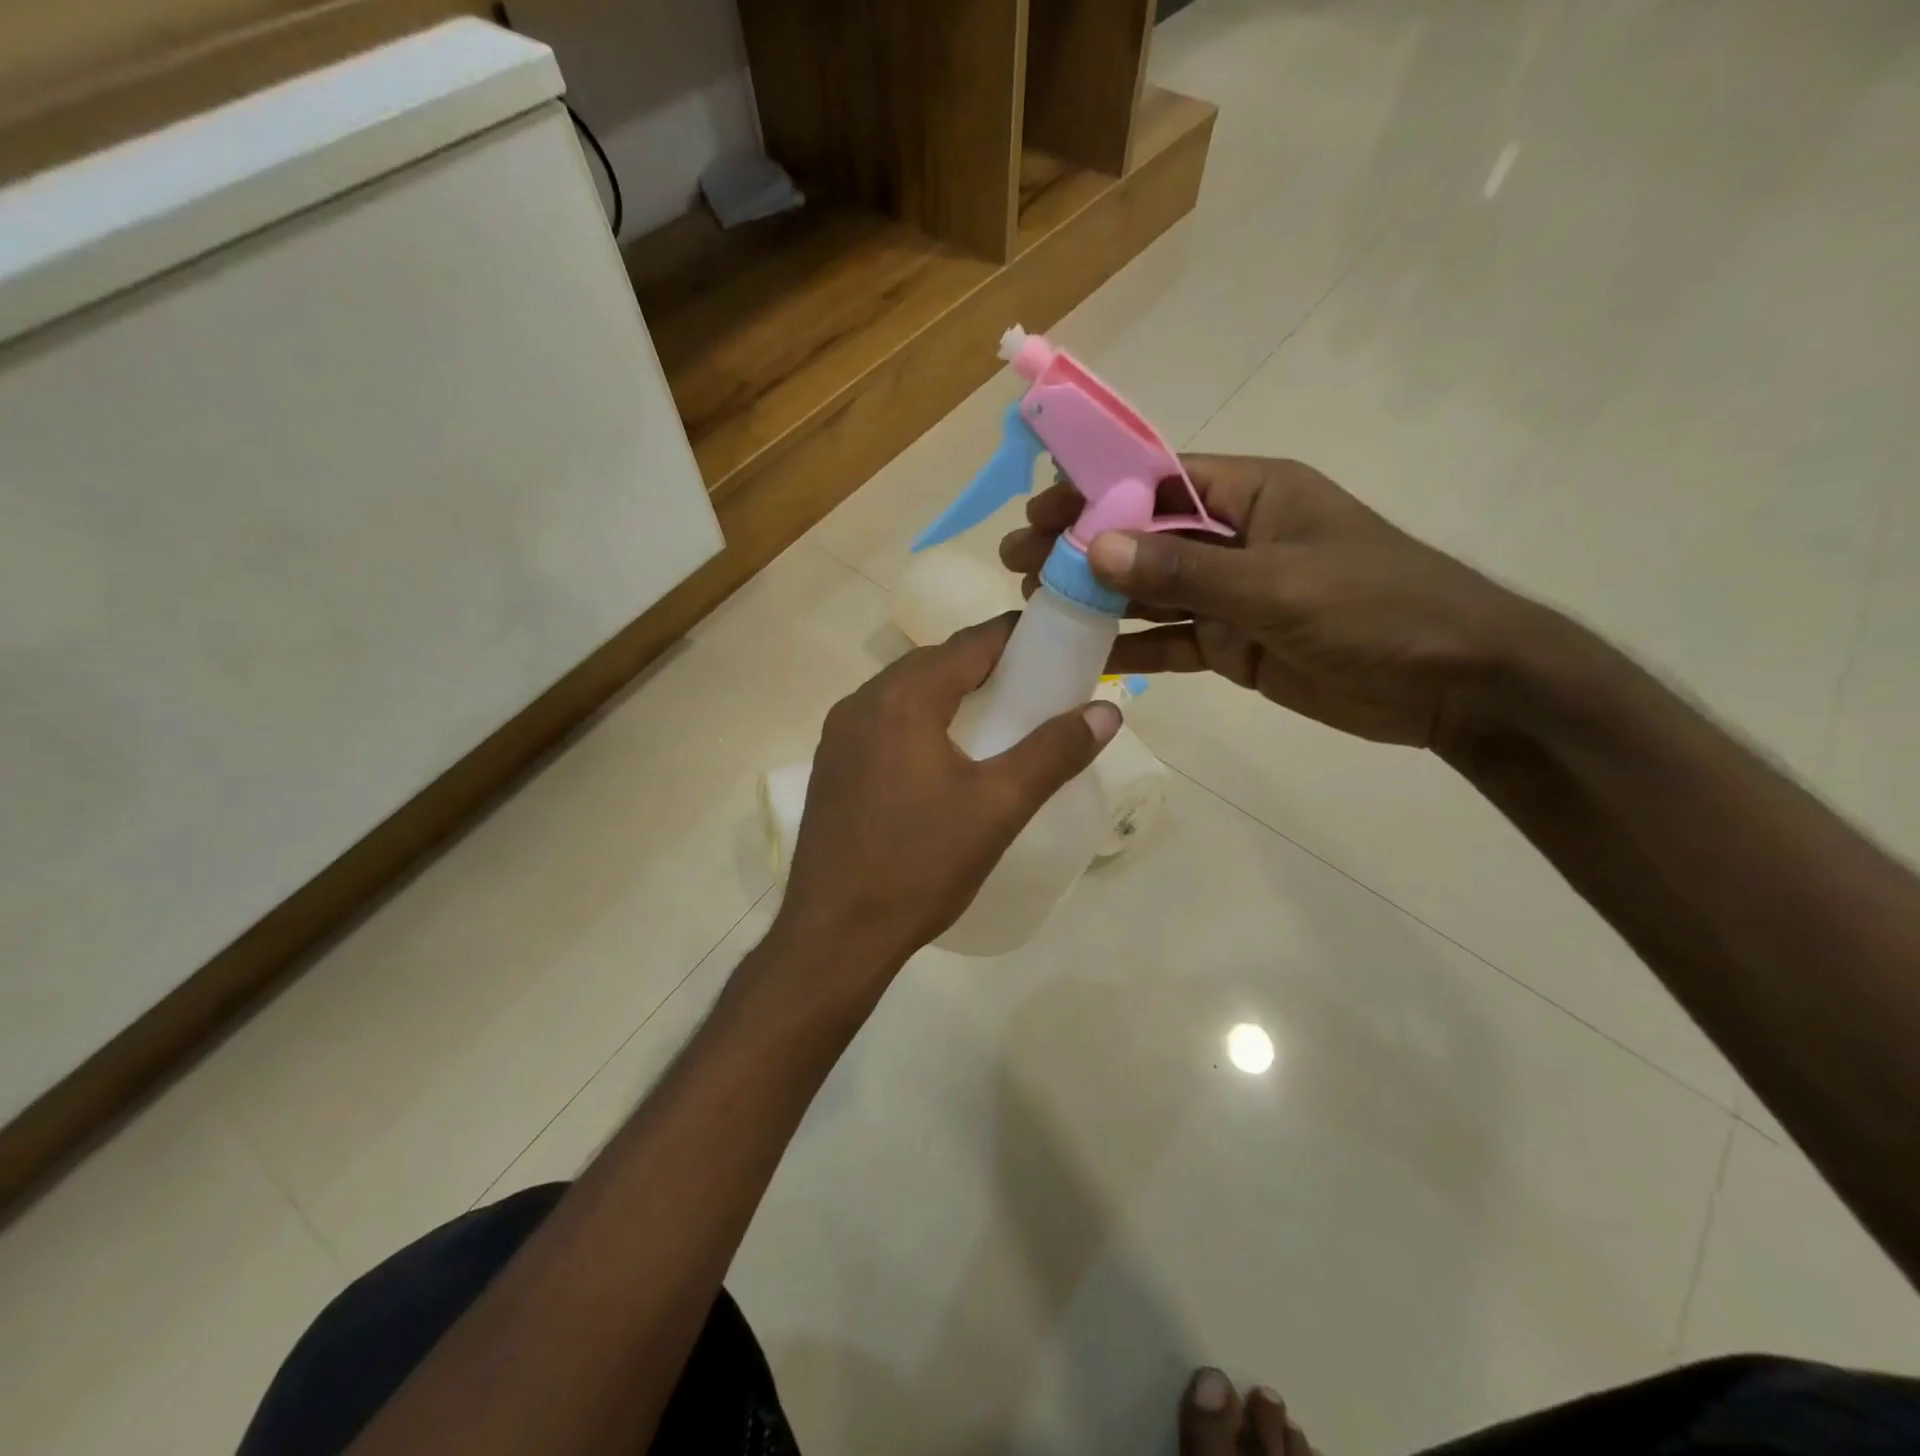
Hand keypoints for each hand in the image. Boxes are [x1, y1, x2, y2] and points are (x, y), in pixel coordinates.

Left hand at [778, 616, 1120, 973]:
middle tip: (1033, 685)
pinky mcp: (830, 765)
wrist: (836, 934)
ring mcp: (838, 735)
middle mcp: (862, 702)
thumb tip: (1107, 711)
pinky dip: (919, 719)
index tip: (1055, 643)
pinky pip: (883, 721)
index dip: (1016, 636)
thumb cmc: (921, 865)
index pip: (970, 643)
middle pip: (935, 662)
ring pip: (904, 691)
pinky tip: (941, 754)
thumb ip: (1054, 752)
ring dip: (949, 692)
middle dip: (985, 664)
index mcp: (903, 699)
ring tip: (995, 716)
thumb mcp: (998, 807)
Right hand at [999, 455, 1555, 749]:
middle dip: (1080, 547)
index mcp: (1252, 495)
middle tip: (1017, 561)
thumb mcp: (1277, 584)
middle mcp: (1233, 538)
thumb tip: (1094, 547)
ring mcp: (1229, 594)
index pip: (1158, 479)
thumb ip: (1185, 569)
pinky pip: (1168, 640)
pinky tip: (1083, 654)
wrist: (1452, 685)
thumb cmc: (1377, 609)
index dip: (1095, 492)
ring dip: (1095, 597)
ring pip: (1148, 590)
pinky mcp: (1231, 644)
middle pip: (1142, 535)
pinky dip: (1129, 646)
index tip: (1039, 510)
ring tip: (1032, 606)